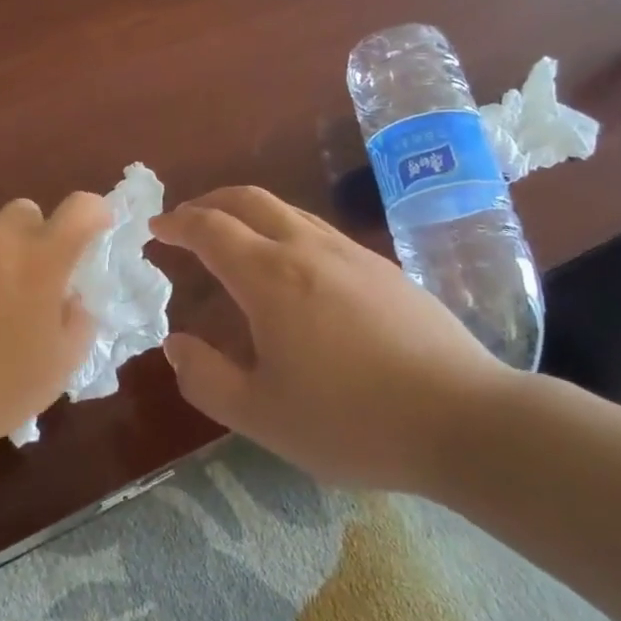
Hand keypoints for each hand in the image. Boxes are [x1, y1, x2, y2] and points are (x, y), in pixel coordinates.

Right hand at [150, 186, 508, 492]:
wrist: (465, 421)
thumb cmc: (352, 421)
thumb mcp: (261, 416)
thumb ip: (206, 378)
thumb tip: (176, 345)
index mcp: (270, 276)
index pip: (210, 229)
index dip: (177, 223)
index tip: (155, 229)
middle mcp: (307, 249)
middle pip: (248, 200)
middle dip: (209, 202)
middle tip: (186, 222)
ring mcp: (351, 253)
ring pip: (287, 210)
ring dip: (248, 214)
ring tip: (233, 241)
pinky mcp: (384, 269)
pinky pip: (318, 231)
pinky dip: (284, 231)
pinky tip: (292, 270)